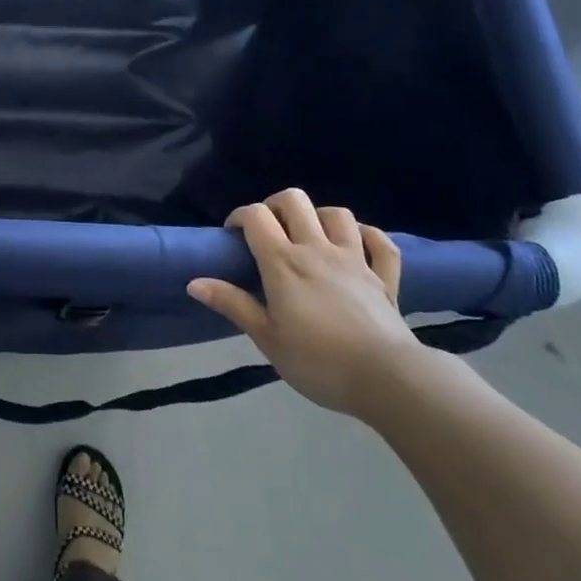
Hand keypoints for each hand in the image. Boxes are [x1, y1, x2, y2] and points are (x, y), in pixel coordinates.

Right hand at [188, 189, 420, 415]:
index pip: (256, 217)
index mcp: (284, 262)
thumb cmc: (318, 361)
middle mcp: (317, 249)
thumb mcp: (266, 338)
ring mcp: (355, 259)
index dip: (240, 216)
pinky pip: (380, 243)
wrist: (387, 379)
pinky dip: (367, 237)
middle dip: (276, 206)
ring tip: (310, 237)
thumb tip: (194, 282)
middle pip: (295, 201)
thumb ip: (232, 305)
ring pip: (337, 214)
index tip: (233, 236)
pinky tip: (357, 246)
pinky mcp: (384, 277)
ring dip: (320, 217)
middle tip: (270, 231)